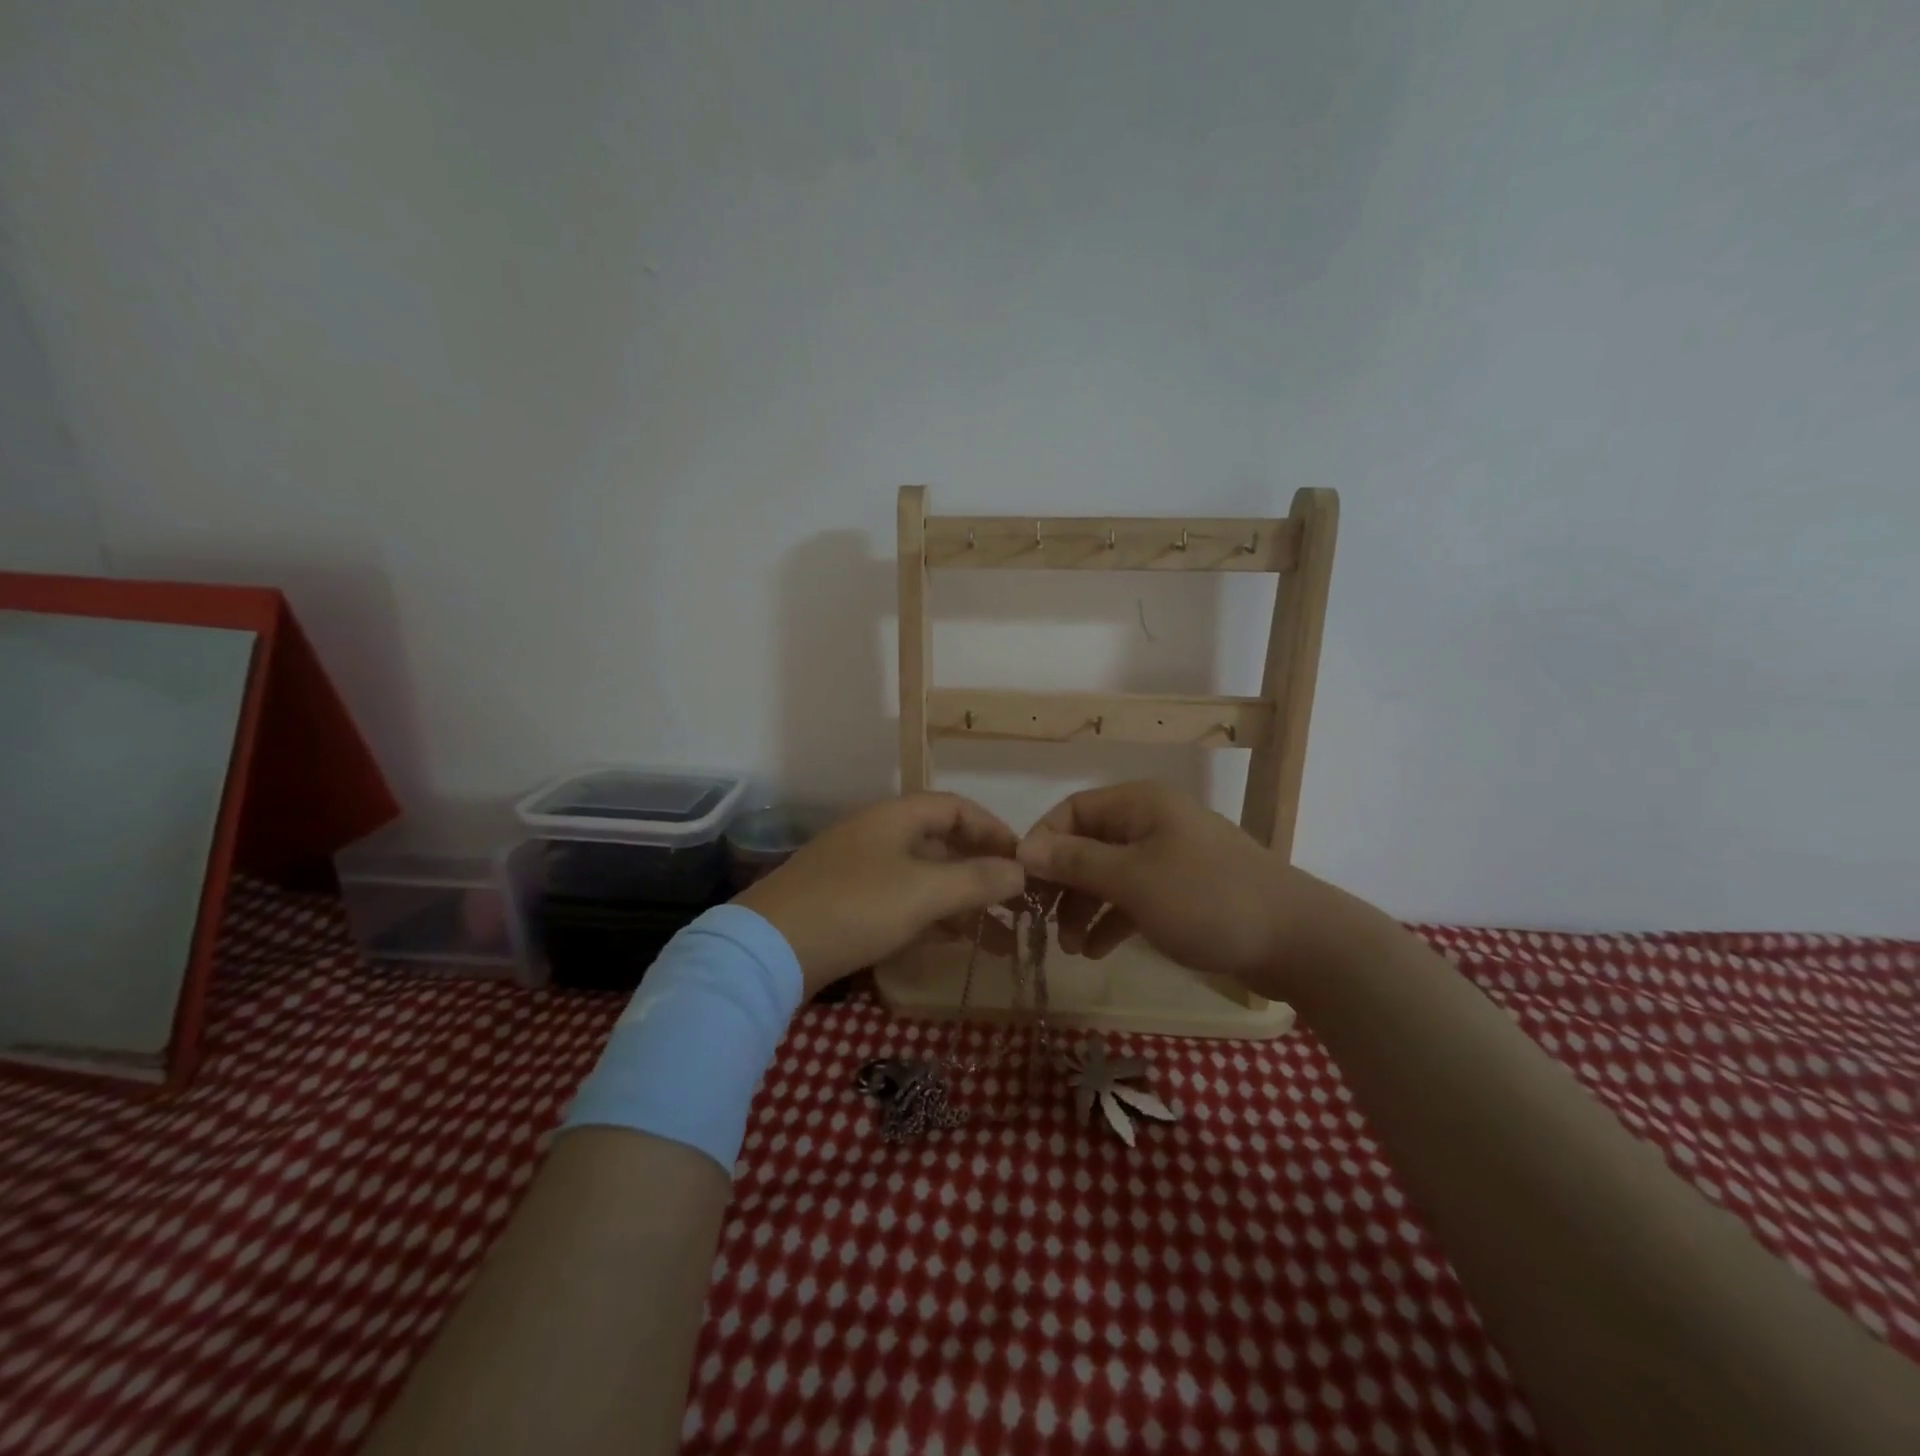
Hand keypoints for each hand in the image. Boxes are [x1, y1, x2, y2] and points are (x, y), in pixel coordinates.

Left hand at [734, 793, 1025, 993]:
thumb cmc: (855, 907)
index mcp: (895, 817)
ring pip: (924, 878)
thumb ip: (977, 879)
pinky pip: (903, 902)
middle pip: (942, 843)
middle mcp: (878, 835)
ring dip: (961, 900)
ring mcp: (860, 871)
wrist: (769, 950)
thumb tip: (1021, 870)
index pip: (956, 808)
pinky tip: (955, 942)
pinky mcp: (847, 905)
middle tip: (1016, 901)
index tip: (1023, 860)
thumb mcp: (924, 891)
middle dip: (982, 871)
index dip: (993, 829)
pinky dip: (932, 917)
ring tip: (999, 934)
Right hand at [1017, 781, 1343, 999]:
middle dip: (1063, 883)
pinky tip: (1096, 952)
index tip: (1023, 883)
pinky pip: (1134, 898)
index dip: (1043, 842)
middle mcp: (1152, 823)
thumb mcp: (1132, 880)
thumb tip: (1023, 848)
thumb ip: (1076, 862)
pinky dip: (1112, 920)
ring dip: (1084, 907)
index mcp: (1140, 804)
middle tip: (1042, 922)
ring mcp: (1170, 858)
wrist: (1297, 941)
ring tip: (1070, 948)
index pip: (1072, 810)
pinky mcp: (1184, 892)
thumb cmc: (1206, 899)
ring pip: (1110, 875)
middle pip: (1089, 844)